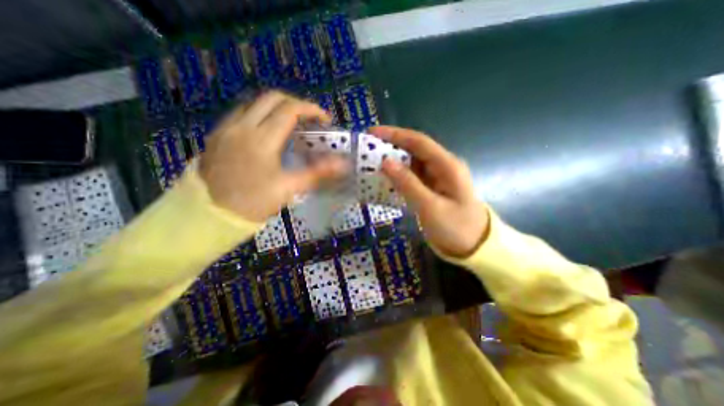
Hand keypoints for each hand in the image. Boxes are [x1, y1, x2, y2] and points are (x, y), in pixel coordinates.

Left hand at [200, 93, 349, 221]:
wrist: (210, 215)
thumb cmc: (254, 202)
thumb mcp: (289, 189)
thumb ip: (317, 173)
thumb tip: (342, 165)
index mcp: (262, 139)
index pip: (290, 110)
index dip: (311, 110)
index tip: (324, 119)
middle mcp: (242, 126)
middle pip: (271, 98)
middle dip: (295, 104)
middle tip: (308, 119)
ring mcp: (227, 128)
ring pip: (255, 103)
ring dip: (276, 107)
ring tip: (290, 124)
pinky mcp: (218, 134)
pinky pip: (241, 113)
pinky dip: (260, 114)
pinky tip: (267, 132)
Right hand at [369, 125, 488, 256]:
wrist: (474, 246)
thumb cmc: (456, 228)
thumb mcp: (430, 207)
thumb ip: (408, 183)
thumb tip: (385, 162)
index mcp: (447, 165)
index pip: (418, 142)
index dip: (395, 134)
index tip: (372, 133)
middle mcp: (442, 166)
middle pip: (414, 150)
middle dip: (391, 147)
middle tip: (367, 150)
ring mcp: (437, 177)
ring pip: (411, 163)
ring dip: (392, 162)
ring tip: (370, 163)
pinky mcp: (431, 188)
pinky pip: (412, 177)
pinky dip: (398, 176)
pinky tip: (384, 179)